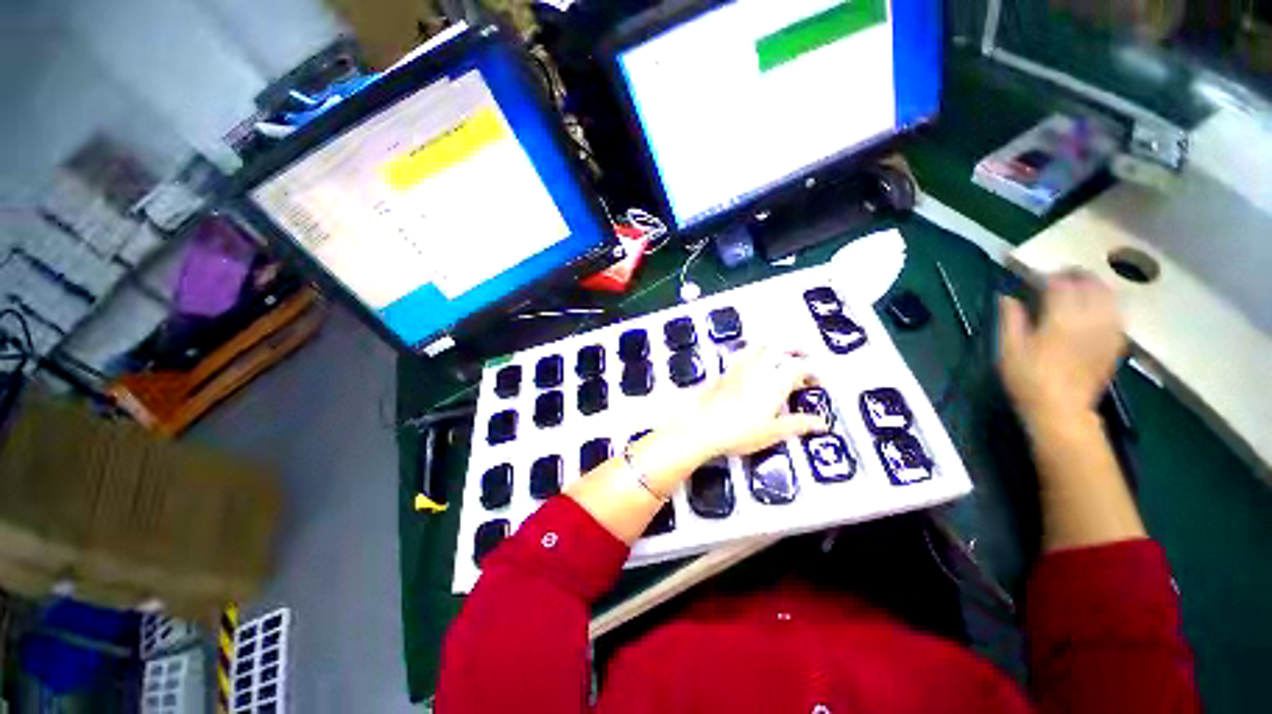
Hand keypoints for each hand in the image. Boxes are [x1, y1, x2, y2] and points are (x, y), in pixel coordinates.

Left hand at [678, 345, 828, 461]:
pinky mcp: (724, 371)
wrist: (701, 426)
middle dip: (794, 350)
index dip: (813, 371)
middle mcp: (758, 368)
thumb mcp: (773, 432)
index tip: (818, 381)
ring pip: (759, 346)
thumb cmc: (740, 432)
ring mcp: (739, 367)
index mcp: (775, 381)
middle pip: (779, 347)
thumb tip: (822, 423)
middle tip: (802, 359)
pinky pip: (743, 353)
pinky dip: (753, 352)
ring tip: (779, 356)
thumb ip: (798, 424)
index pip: (800, 366)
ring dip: (773, 347)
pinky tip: (752, 363)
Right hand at [997, 271, 1126, 428]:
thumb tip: (1007, 296)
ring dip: (1095, 286)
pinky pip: (1117, 313)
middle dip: (1076, 276)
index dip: (1049, 276)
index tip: (1037, 276)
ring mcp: (1107, 330)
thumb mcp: (1008, 349)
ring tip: (1081, 287)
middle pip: (1090, 284)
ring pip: (1109, 295)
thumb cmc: (1028, 379)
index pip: (1060, 284)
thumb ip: (1010, 319)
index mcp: (1061, 318)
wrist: (1061, 409)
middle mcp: (1090, 318)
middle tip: (1060, 277)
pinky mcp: (1116, 342)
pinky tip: (1098, 308)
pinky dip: (1108, 304)